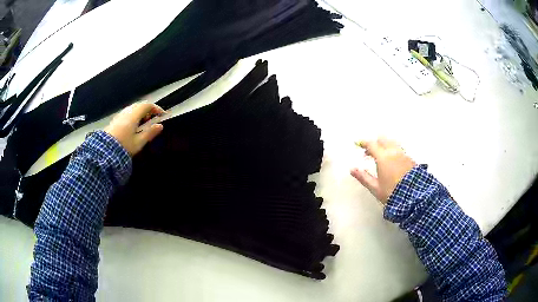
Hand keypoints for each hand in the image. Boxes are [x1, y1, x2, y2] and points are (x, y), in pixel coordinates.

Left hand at [104, 102, 164, 155]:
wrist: (105, 151)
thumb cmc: (124, 146)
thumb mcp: (139, 142)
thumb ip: (150, 133)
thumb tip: (160, 126)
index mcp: (134, 115)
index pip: (147, 105)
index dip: (156, 108)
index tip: (162, 115)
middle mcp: (127, 112)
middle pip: (140, 105)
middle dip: (148, 110)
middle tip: (153, 119)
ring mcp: (120, 115)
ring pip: (133, 109)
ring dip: (140, 113)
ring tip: (144, 123)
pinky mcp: (115, 120)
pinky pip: (127, 113)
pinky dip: (133, 116)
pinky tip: (133, 126)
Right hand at [351, 138, 415, 203]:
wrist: (414, 197)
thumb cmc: (392, 193)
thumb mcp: (375, 188)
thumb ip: (363, 177)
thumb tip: (352, 169)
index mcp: (383, 157)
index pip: (371, 144)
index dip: (364, 143)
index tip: (359, 144)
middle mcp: (393, 152)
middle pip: (383, 139)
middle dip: (375, 143)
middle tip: (370, 153)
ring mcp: (403, 154)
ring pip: (392, 143)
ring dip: (385, 146)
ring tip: (382, 157)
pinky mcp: (410, 159)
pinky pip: (400, 150)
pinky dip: (393, 151)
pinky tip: (393, 162)